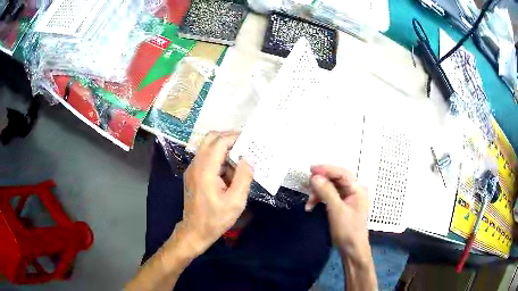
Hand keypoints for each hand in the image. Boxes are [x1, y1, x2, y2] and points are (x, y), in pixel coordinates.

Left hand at [179, 132, 253, 254]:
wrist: (195, 231)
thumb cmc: (216, 219)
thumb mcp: (235, 201)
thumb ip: (244, 177)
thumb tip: (249, 158)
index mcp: (205, 170)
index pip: (219, 142)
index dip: (234, 137)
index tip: (249, 139)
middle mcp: (196, 165)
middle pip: (210, 139)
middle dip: (228, 138)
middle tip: (245, 144)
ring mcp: (192, 169)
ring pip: (208, 147)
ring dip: (224, 149)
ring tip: (240, 159)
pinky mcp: (193, 175)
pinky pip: (206, 158)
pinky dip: (219, 158)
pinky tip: (230, 172)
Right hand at [305, 165, 369, 255]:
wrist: (352, 249)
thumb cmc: (348, 230)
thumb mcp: (337, 210)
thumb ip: (327, 191)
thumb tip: (315, 177)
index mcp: (357, 188)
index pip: (341, 172)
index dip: (326, 169)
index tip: (311, 170)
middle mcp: (354, 190)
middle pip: (335, 179)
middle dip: (320, 182)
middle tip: (307, 186)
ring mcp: (349, 198)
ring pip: (331, 188)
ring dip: (318, 193)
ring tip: (308, 202)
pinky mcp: (342, 206)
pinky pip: (330, 197)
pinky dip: (320, 200)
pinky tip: (310, 207)